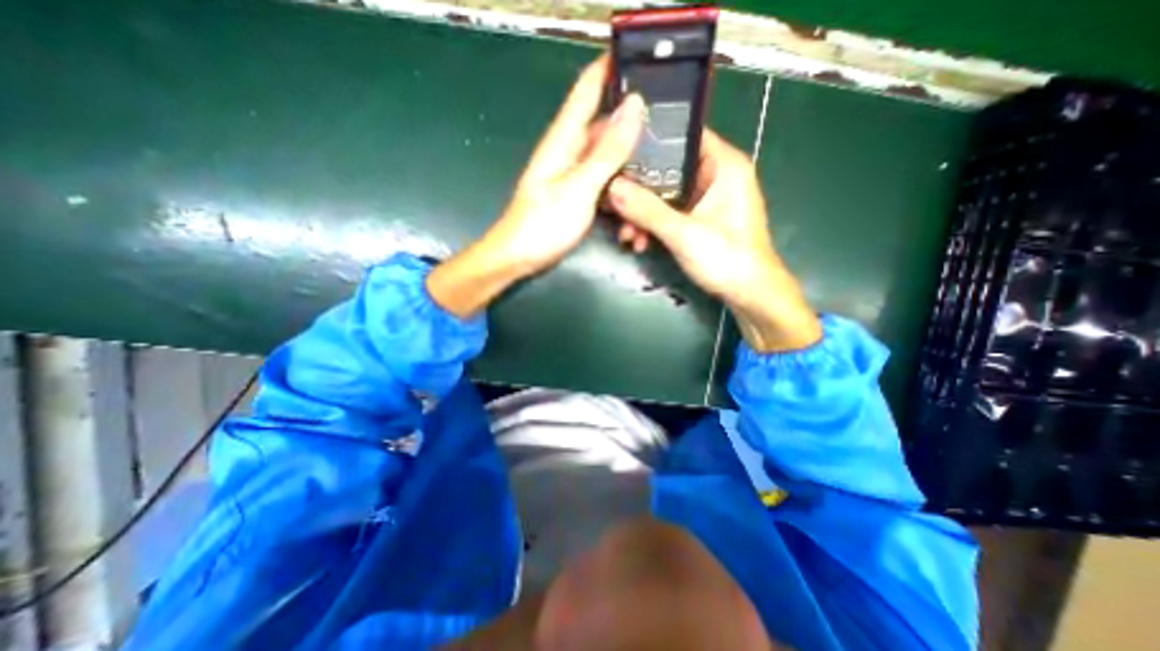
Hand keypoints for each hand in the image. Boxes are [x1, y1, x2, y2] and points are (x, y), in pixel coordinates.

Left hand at [425, 55, 648, 315]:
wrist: (519, 258)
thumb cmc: (543, 224)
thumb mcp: (579, 187)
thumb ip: (607, 151)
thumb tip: (635, 105)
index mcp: (565, 139)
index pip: (589, 88)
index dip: (614, 67)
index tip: (648, 60)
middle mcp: (571, 151)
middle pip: (608, 127)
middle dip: (637, 131)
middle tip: (672, 137)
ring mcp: (575, 175)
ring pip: (611, 160)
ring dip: (632, 171)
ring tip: (659, 181)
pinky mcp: (579, 196)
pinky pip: (606, 185)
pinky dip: (621, 192)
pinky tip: (635, 206)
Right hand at [610, 127, 819, 350]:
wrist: (749, 294)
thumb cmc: (726, 259)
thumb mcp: (683, 234)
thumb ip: (647, 209)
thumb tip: (612, 187)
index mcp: (723, 165)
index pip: (682, 135)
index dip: (649, 142)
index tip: (618, 156)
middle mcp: (715, 175)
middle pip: (668, 169)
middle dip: (640, 191)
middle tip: (615, 204)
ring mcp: (707, 198)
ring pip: (665, 194)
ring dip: (643, 213)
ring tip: (627, 234)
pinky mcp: (700, 218)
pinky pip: (670, 212)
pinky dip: (654, 224)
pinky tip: (639, 241)